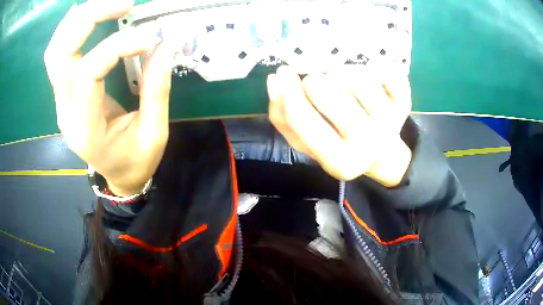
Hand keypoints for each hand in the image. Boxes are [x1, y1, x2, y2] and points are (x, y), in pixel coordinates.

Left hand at [44, 0, 172, 195]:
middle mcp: (64, 111)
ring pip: (56, 50)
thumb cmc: (135, 161)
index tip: (151, 38)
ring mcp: (61, 100)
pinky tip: (88, 17)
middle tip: (125, 5)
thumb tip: (165, 45)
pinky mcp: (65, 92)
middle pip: (62, 53)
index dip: (120, 46)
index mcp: (84, 128)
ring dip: (79, 20)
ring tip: (109, 5)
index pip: (90, 72)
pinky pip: (59, 55)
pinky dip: (71, 30)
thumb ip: (156, 89)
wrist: (117, 176)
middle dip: (91, 18)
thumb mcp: (154, 134)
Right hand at [267, 66, 411, 186]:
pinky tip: (370, 76)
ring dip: (342, 72)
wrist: (382, 153)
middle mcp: (367, 145)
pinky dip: (375, 66)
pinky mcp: (403, 102)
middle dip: (316, 81)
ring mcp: (390, 123)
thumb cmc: (340, 145)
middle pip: (329, 91)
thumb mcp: (308, 143)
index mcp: (339, 160)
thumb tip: (275, 81)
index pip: (303, 119)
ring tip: (343, 82)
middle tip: (318, 83)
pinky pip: (386, 71)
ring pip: (357, 76)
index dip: (287, 92)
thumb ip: (284, 118)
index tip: (283, 73)